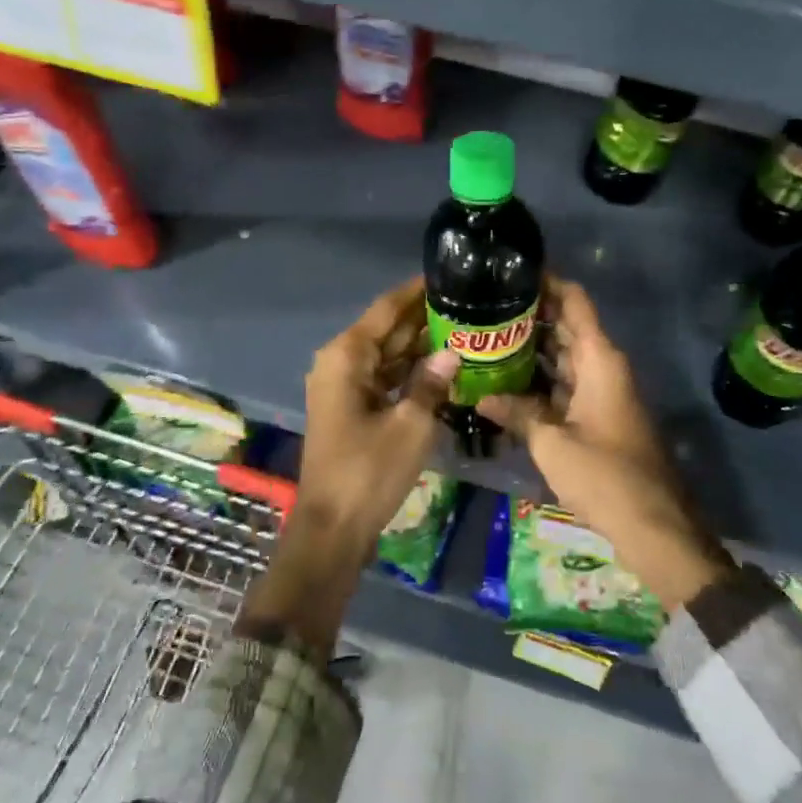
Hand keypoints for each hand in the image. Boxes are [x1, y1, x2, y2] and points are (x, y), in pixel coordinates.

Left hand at [295, 277, 457, 543]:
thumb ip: (431, 382)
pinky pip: (384, 379)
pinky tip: (443, 368)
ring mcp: (344, 387)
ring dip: (420, 346)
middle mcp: (340, 363)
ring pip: (387, 355)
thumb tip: (452, 352)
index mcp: (347, 356)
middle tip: (468, 305)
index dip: (417, 291)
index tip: (450, 275)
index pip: (387, 309)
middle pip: (387, 330)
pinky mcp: (351, 409)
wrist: (333, 527)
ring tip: (464, 330)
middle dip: (424, 319)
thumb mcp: (410, 425)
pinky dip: (410, 373)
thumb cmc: (369, 471)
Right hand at [477, 278, 734, 610]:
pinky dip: (539, 380)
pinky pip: (565, 384)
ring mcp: (601, 392)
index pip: (574, 301)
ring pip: (563, 357)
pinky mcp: (597, 416)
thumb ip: (517, 414)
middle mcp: (603, 367)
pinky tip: (504, 382)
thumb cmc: (605, 476)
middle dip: (529, 315)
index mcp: (600, 360)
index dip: (546, 282)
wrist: (654, 526)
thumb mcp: (552, 443)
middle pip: (565, 327)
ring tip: (485, 339)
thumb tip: (481, 396)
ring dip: (531, 350)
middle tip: (482, 308)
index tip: (509, 271)